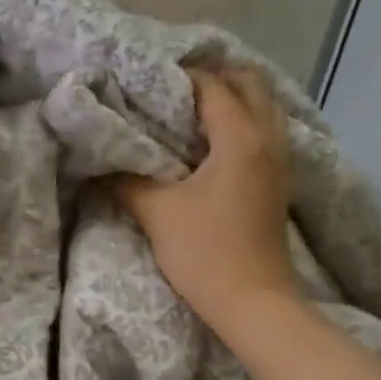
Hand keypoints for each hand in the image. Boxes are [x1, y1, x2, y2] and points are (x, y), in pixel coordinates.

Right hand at [116, 67, 296, 335]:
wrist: (253, 302)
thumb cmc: (205, 253)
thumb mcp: (157, 213)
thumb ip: (126, 180)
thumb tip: (100, 163)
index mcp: (240, 138)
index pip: (213, 86)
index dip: (180, 77)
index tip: (147, 80)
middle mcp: (268, 139)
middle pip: (251, 84)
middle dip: (215, 77)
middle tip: (174, 88)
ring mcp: (280, 160)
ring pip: (264, 106)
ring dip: (233, 97)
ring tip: (192, 108)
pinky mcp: (279, 181)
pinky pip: (267, 130)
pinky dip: (243, 120)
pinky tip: (213, 140)